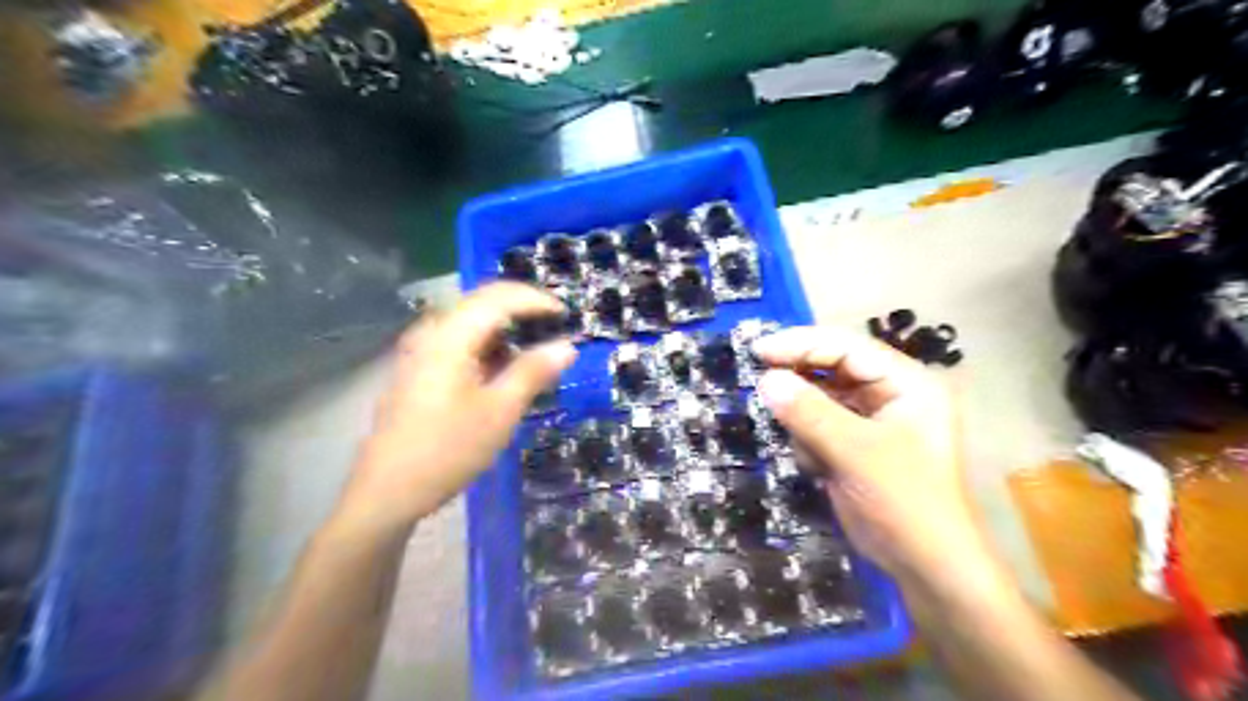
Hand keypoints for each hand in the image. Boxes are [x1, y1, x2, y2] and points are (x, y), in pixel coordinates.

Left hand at [339, 283, 576, 532]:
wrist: (387, 491)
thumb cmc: (448, 450)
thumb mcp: (500, 411)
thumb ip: (534, 372)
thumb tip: (567, 346)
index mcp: (450, 336)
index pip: (499, 297)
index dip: (537, 301)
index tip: (568, 315)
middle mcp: (431, 332)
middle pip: (483, 303)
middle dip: (523, 310)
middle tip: (556, 329)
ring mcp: (420, 350)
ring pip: (471, 323)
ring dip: (506, 329)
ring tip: (536, 351)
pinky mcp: (419, 369)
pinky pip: (459, 342)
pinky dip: (488, 347)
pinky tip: (504, 370)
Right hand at [751, 328, 985, 584]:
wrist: (926, 567)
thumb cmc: (904, 502)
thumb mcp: (856, 453)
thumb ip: (810, 413)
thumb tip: (766, 380)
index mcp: (906, 383)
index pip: (847, 347)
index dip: (802, 344)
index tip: (759, 351)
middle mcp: (890, 394)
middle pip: (833, 369)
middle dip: (799, 380)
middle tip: (759, 383)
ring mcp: (873, 421)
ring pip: (822, 398)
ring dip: (803, 417)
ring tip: (801, 442)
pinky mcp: (856, 446)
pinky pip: (820, 425)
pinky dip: (809, 440)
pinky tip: (816, 466)